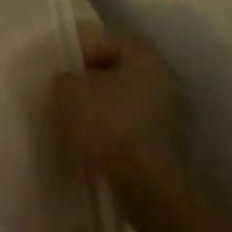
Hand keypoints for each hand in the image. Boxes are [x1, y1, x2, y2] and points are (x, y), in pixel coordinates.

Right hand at [53, 23, 194, 195]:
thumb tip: (70, 83)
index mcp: (145, 55)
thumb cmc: (109, 126)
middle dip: (90, 83)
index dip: (77, 52)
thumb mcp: (68, 91)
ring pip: (124, 104)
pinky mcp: (170, 150)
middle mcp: (165, 80)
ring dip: (102, 112)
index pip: (104, 40)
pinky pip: (132, 132)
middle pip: (116, 73)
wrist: (151, 192)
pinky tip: (93, 149)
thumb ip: (65, 78)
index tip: (58, 69)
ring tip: (75, 126)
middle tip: (64, 95)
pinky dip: (114, 137)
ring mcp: (172, 117)